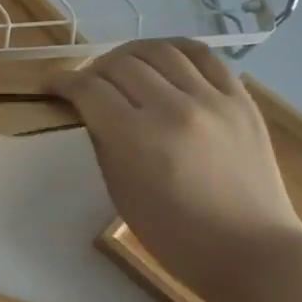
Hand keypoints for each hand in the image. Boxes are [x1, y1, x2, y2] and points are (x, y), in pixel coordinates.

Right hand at [50, 40, 301, 299]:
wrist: (251, 251)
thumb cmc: (175, 234)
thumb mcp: (120, 190)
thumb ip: (103, 142)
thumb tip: (91, 109)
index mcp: (138, 138)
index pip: (88, 90)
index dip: (61, 82)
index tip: (50, 84)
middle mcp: (174, 109)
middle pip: (119, 64)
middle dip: (92, 70)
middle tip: (85, 85)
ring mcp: (213, 100)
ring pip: (159, 51)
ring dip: (129, 55)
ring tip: (120, 67)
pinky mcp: (241, 99)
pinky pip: (203, 56)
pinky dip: (174, 50)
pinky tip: (162, 59)